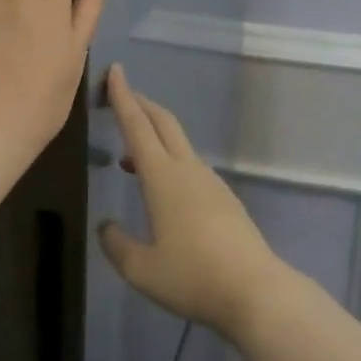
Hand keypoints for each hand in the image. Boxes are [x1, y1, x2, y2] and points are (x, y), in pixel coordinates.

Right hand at [97, 65, 286, 337]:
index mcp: (163, 177)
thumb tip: (106, 227)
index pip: (137, 126)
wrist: (255, 290)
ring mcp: (210, 181)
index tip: (114, 70)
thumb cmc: (193, 276)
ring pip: (178, 144)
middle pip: (162, 123)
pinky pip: (190, 165)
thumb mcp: (142, 270)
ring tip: (129, 155)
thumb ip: (118, 245)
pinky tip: (162, 191)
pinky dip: (169, 161)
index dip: (122, 97)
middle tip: (120, 96)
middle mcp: (187, 169)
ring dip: (154, 135)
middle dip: (141, 104)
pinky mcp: (224, 197)